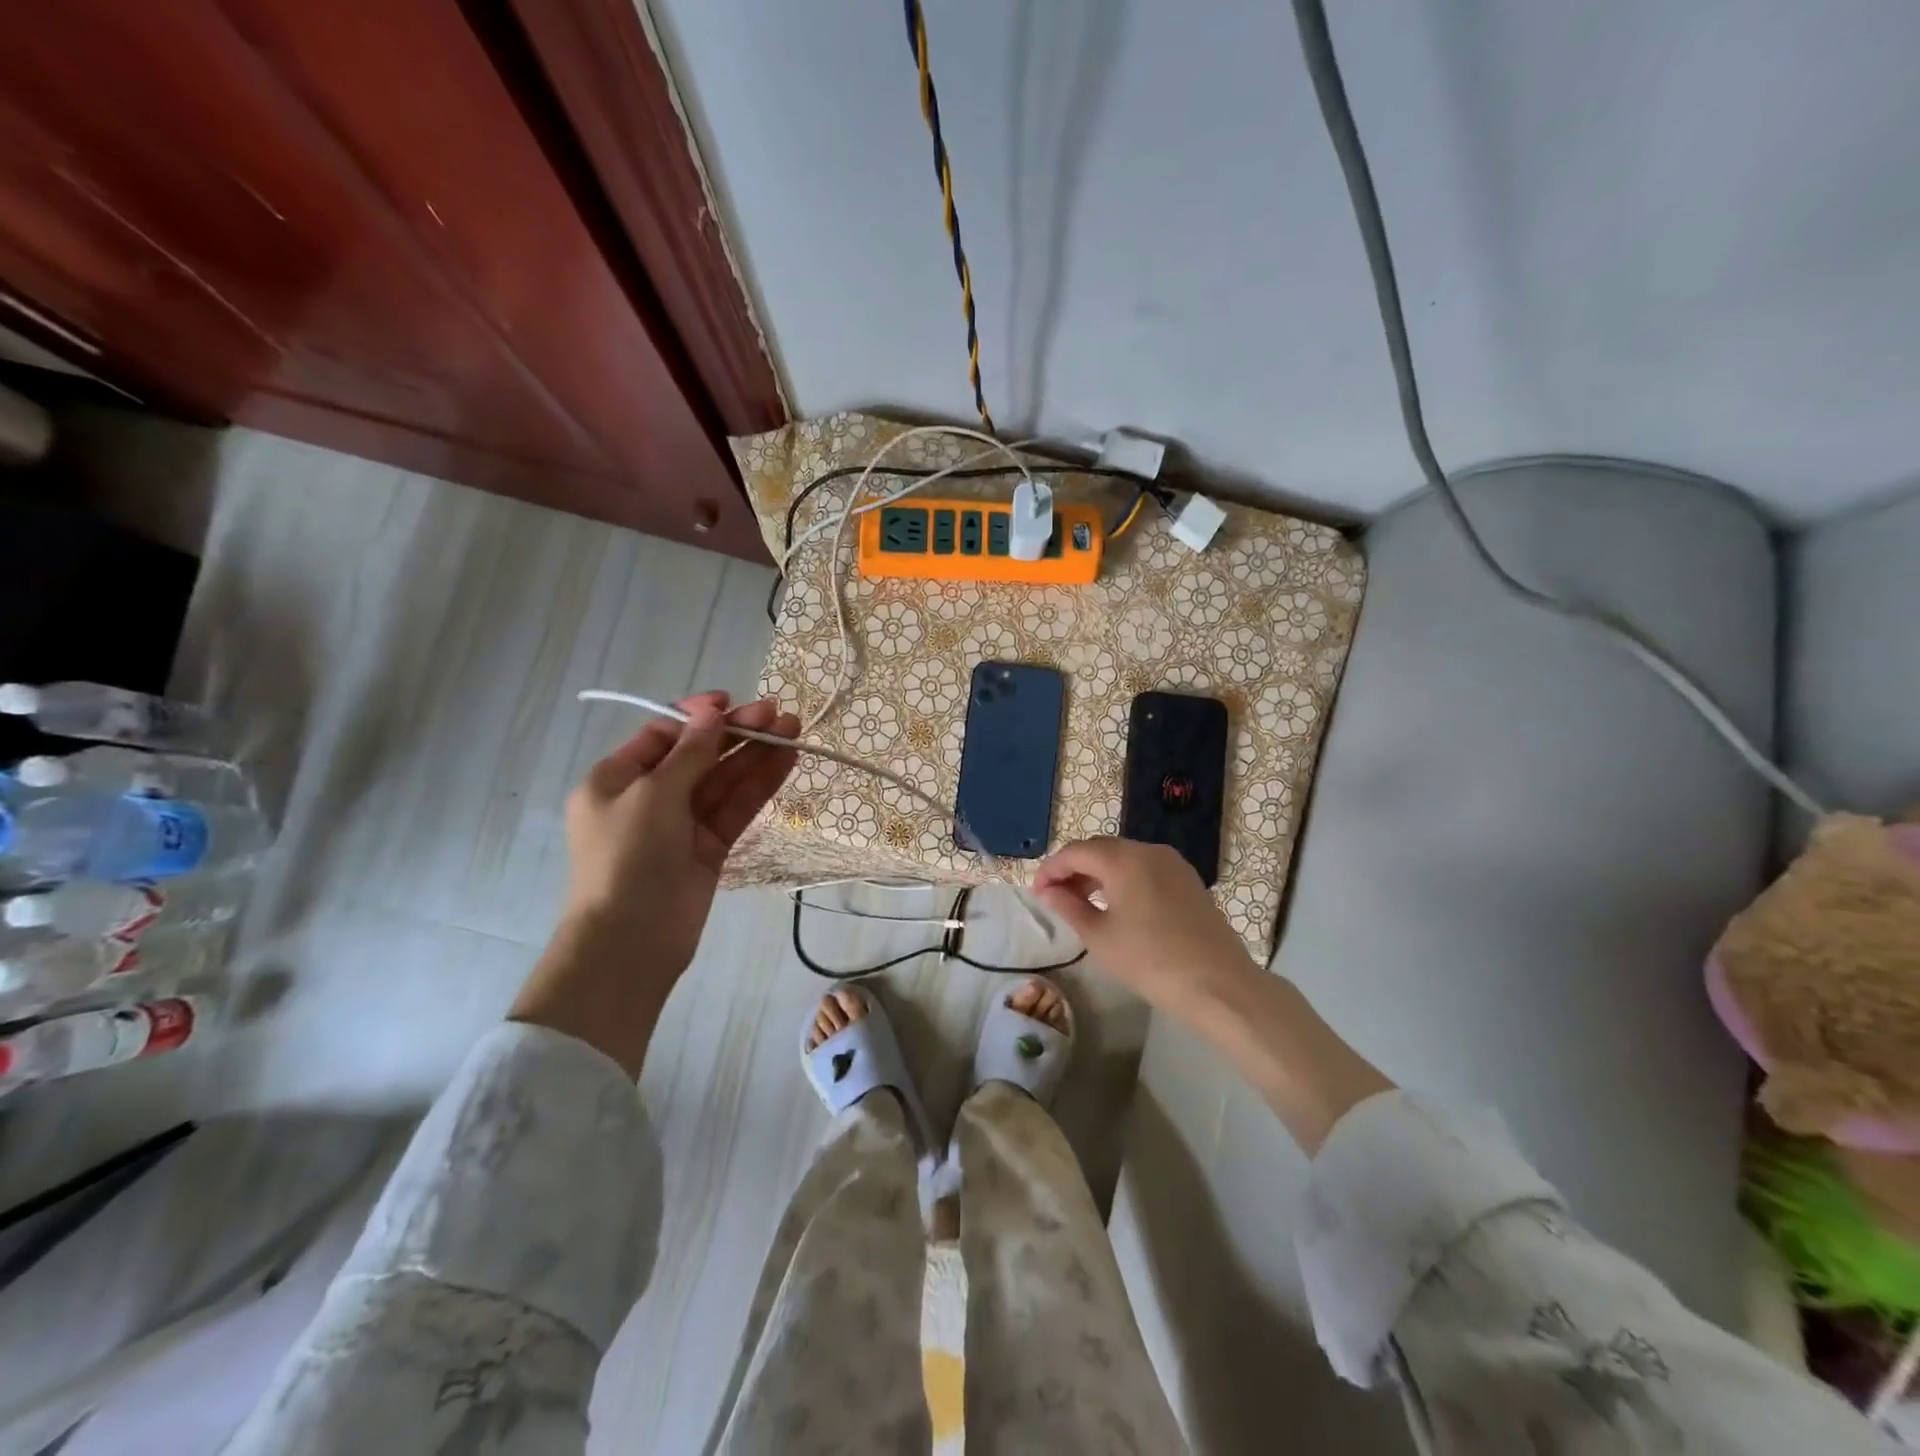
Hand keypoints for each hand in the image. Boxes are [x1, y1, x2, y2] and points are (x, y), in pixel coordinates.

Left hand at [563, 690, 799, 970]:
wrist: (631, 940)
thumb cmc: (628, 856)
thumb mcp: (653, 794)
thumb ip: (690, 752)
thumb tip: (711, 712)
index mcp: (616, 779)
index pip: (662, 735)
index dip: (698, 716)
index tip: (732, 703)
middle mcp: (649, 797)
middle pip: (699, 755)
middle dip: (737, 733)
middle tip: (778, 715)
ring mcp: (681, 823)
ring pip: (723, 780)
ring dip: (756, 755)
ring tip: (793, 729)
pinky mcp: (709, 847)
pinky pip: (735, 808)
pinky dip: (759, 785)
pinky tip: (786, 761)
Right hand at [1037, 835, 1393, 1153]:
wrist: (1219, 985)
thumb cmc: (1151, 961)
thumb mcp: (1101, 937)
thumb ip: (1069, 907)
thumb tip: (1048, 891)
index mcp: (1124, 859)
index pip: (1076, 852)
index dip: (1051, 869)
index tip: (1036, 892)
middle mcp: (1149, 850)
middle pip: (1101, 849)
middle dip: (1074, 869)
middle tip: (1055, 897)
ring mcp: (1173, 864)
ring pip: (1124, 857)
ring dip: (1098, 874)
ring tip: (1082, 903)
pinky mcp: (1188, 880)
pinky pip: (1145, 868)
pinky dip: (1123, 879)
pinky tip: (1117, 906)